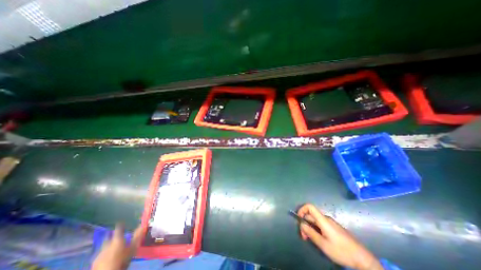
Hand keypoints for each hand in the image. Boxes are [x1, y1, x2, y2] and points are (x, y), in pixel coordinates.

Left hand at [91, 223, 143, 269]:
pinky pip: (100, 253)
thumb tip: (143, 224)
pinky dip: (104, 252)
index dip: (120, 225)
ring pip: (104, 245)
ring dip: (107, 244)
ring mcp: (99, 253)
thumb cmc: (122, 259)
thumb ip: (137, 236)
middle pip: (108, 237)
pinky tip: (107, 255)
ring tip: (111, 245)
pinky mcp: (94, 262)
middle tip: (115, 234)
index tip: (121, 222)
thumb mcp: (133, 247)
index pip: (118, 229)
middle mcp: (107, 244)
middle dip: (111, 235)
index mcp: (117, 239)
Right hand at [297, 205, 383, 269]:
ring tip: (311, 239)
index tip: (299, 219)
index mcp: (323, 220)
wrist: (363, 259)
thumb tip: (301, 224)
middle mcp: (326, 218)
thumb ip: (311, 233)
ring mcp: (331, 223)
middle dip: (305, 223)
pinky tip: (319, 239)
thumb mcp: (323, 244)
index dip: (302, 210)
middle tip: (304, 237)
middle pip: (311, 215)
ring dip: (310, 227)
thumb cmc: (341, 250)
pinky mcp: (335, 228)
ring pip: (316, 221)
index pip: (309, 206)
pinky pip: (322, 224)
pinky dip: (316, 229)